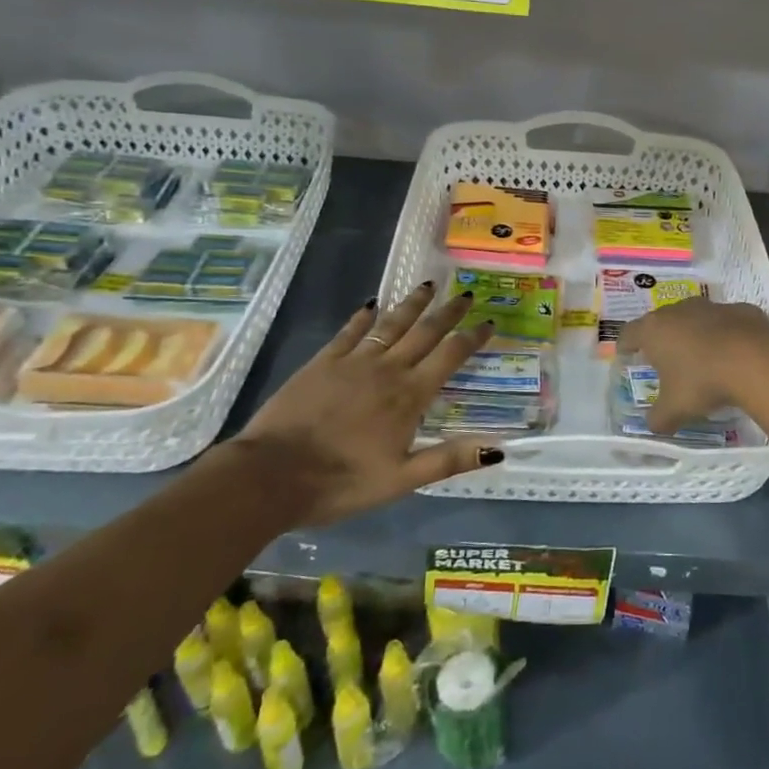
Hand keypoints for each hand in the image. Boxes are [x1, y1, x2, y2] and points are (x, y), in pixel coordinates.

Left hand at [235, 283, 501, 524]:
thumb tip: (498, 449)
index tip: (489, 322)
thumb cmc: (341, 482)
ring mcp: (353, 362)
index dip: (473, 338)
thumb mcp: (401, 480)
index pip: (450, 356)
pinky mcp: (323, 362)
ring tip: (428, 285)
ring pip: (390, 324)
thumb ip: (449, 459)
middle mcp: (387, 369)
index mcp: (409, 396)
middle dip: (449, 312)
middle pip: (425, 332)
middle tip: (467, 294)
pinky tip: (370, 305)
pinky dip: (362, 316)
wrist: (271, 475)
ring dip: (412, 304)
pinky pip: (349, 332)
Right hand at [619, 298, 768, 434]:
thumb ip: (658, 419)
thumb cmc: (703, 381)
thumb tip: (652, 426)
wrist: (755, 359)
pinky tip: (733, 353)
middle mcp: (678, 311)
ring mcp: (711, 306)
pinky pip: (725, 321)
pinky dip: (724, 334)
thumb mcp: (675, 409)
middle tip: (663, 358)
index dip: (625, 344)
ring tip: (700, 355)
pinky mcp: (740, 309)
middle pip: (661, 321)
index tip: (625, 354)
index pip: (629, 333)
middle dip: (661, 338)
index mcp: (654, 330)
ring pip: (694, 317)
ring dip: (694, 333)